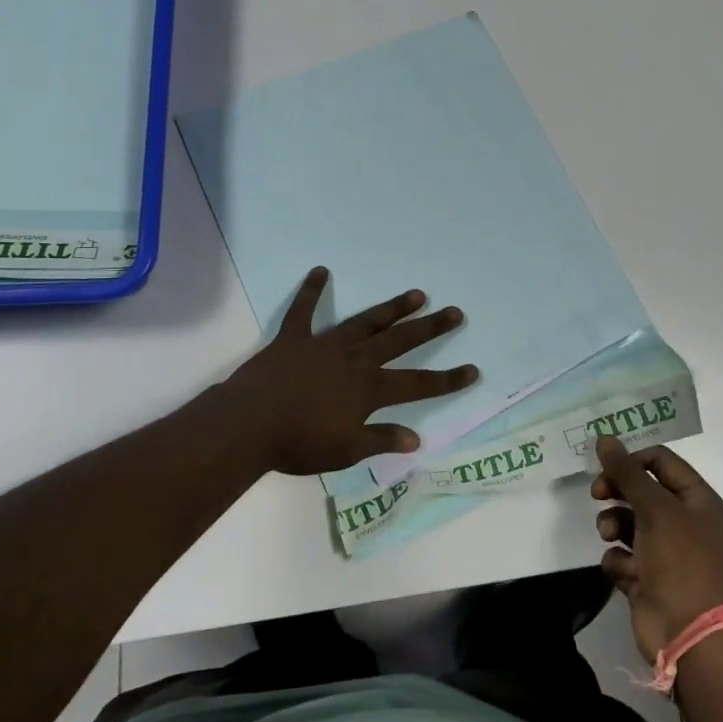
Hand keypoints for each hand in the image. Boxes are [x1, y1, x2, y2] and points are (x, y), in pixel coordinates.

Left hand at [225, 266, 478, 476]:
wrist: (249, 425)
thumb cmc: (299, 443)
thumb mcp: (346, 450)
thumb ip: (381, 440)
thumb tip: (416, 438)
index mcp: (368, 389)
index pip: (417, 384)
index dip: (447, 379)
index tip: (473, 370)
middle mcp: (354, 360)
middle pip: (399, 341)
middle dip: (429, 328)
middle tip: (454, 312)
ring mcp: (324, 345)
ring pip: (365, 322)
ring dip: (391, 309)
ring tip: (416, 294)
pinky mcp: (294, 339)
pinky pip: (303, 311)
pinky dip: (311, 291)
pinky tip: (320, 271)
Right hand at [591, 436, 722, 662]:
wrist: (689, 634)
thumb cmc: (679, 561)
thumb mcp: (654, 508)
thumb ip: (626, 472)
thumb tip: (604, 438)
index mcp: (697, 499)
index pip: (660, 461)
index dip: (632, 460)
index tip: (608, 467)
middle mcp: (683, 521)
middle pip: (641, 489)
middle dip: (617, 491)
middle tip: (597, 494)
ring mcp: (665, 551)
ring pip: (627, 521)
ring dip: (613, 525)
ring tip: (609, 536)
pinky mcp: (647, 577)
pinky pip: (623, 555)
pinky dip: (619, 560)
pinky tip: (626, 572)